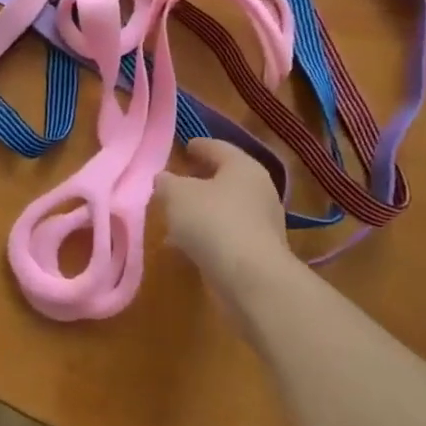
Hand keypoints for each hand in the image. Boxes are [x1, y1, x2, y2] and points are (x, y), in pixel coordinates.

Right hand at [156, 140, 294, 320]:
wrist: (251, 279)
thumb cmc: (213, 222)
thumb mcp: (177, 195)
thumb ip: (166, 183)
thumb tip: (163, 179)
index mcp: (243, 167)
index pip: (218, 147)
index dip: (198, 145)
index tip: (184, 146)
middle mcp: (258, 190)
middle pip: (224, 179)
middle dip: (198, 181)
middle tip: (175, 182)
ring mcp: (262, 223)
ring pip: (224, 209)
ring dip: (200, 212)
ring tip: (172, 218)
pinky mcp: (258, 252)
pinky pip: (226, 235)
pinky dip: (206, 235)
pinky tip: (183, 246)